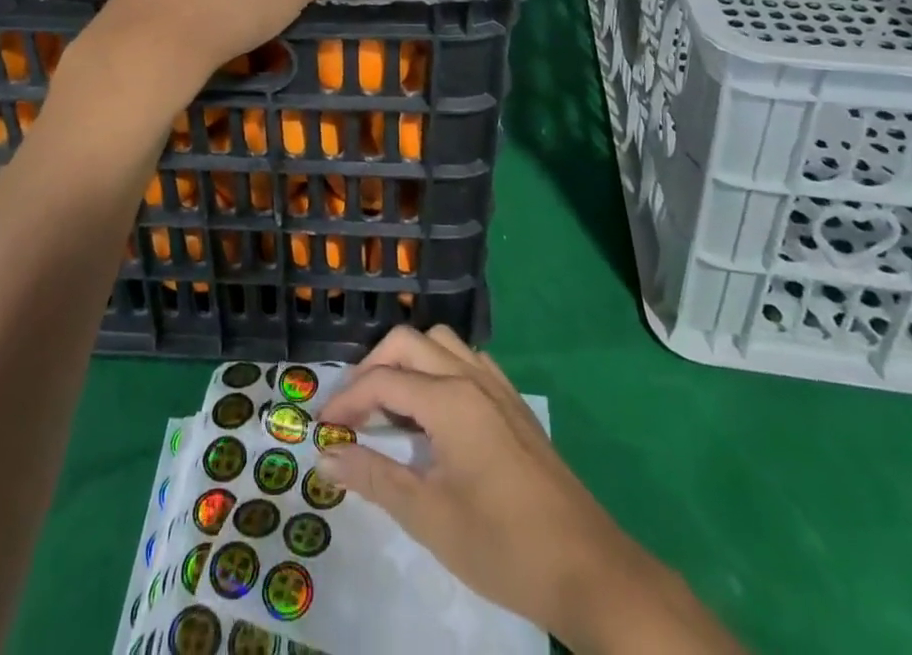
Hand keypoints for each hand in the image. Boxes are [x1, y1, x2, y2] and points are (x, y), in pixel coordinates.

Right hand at [317, 327, 741, 654]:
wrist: (588, 569)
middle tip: (354, 409)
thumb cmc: (503, 546)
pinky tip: (435, 411)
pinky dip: (439, 369)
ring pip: (441, 343)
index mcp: (450, 400)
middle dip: (373, 367)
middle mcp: (471, 378)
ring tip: (390, 406)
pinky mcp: (514, 403)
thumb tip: (327, 455)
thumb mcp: (430, 518)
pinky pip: (468, 361)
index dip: (346, 399)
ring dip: (408, 362)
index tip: (323, 426)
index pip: (383, 380)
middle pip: (409, 343)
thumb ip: (375, 477)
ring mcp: (497, 387)